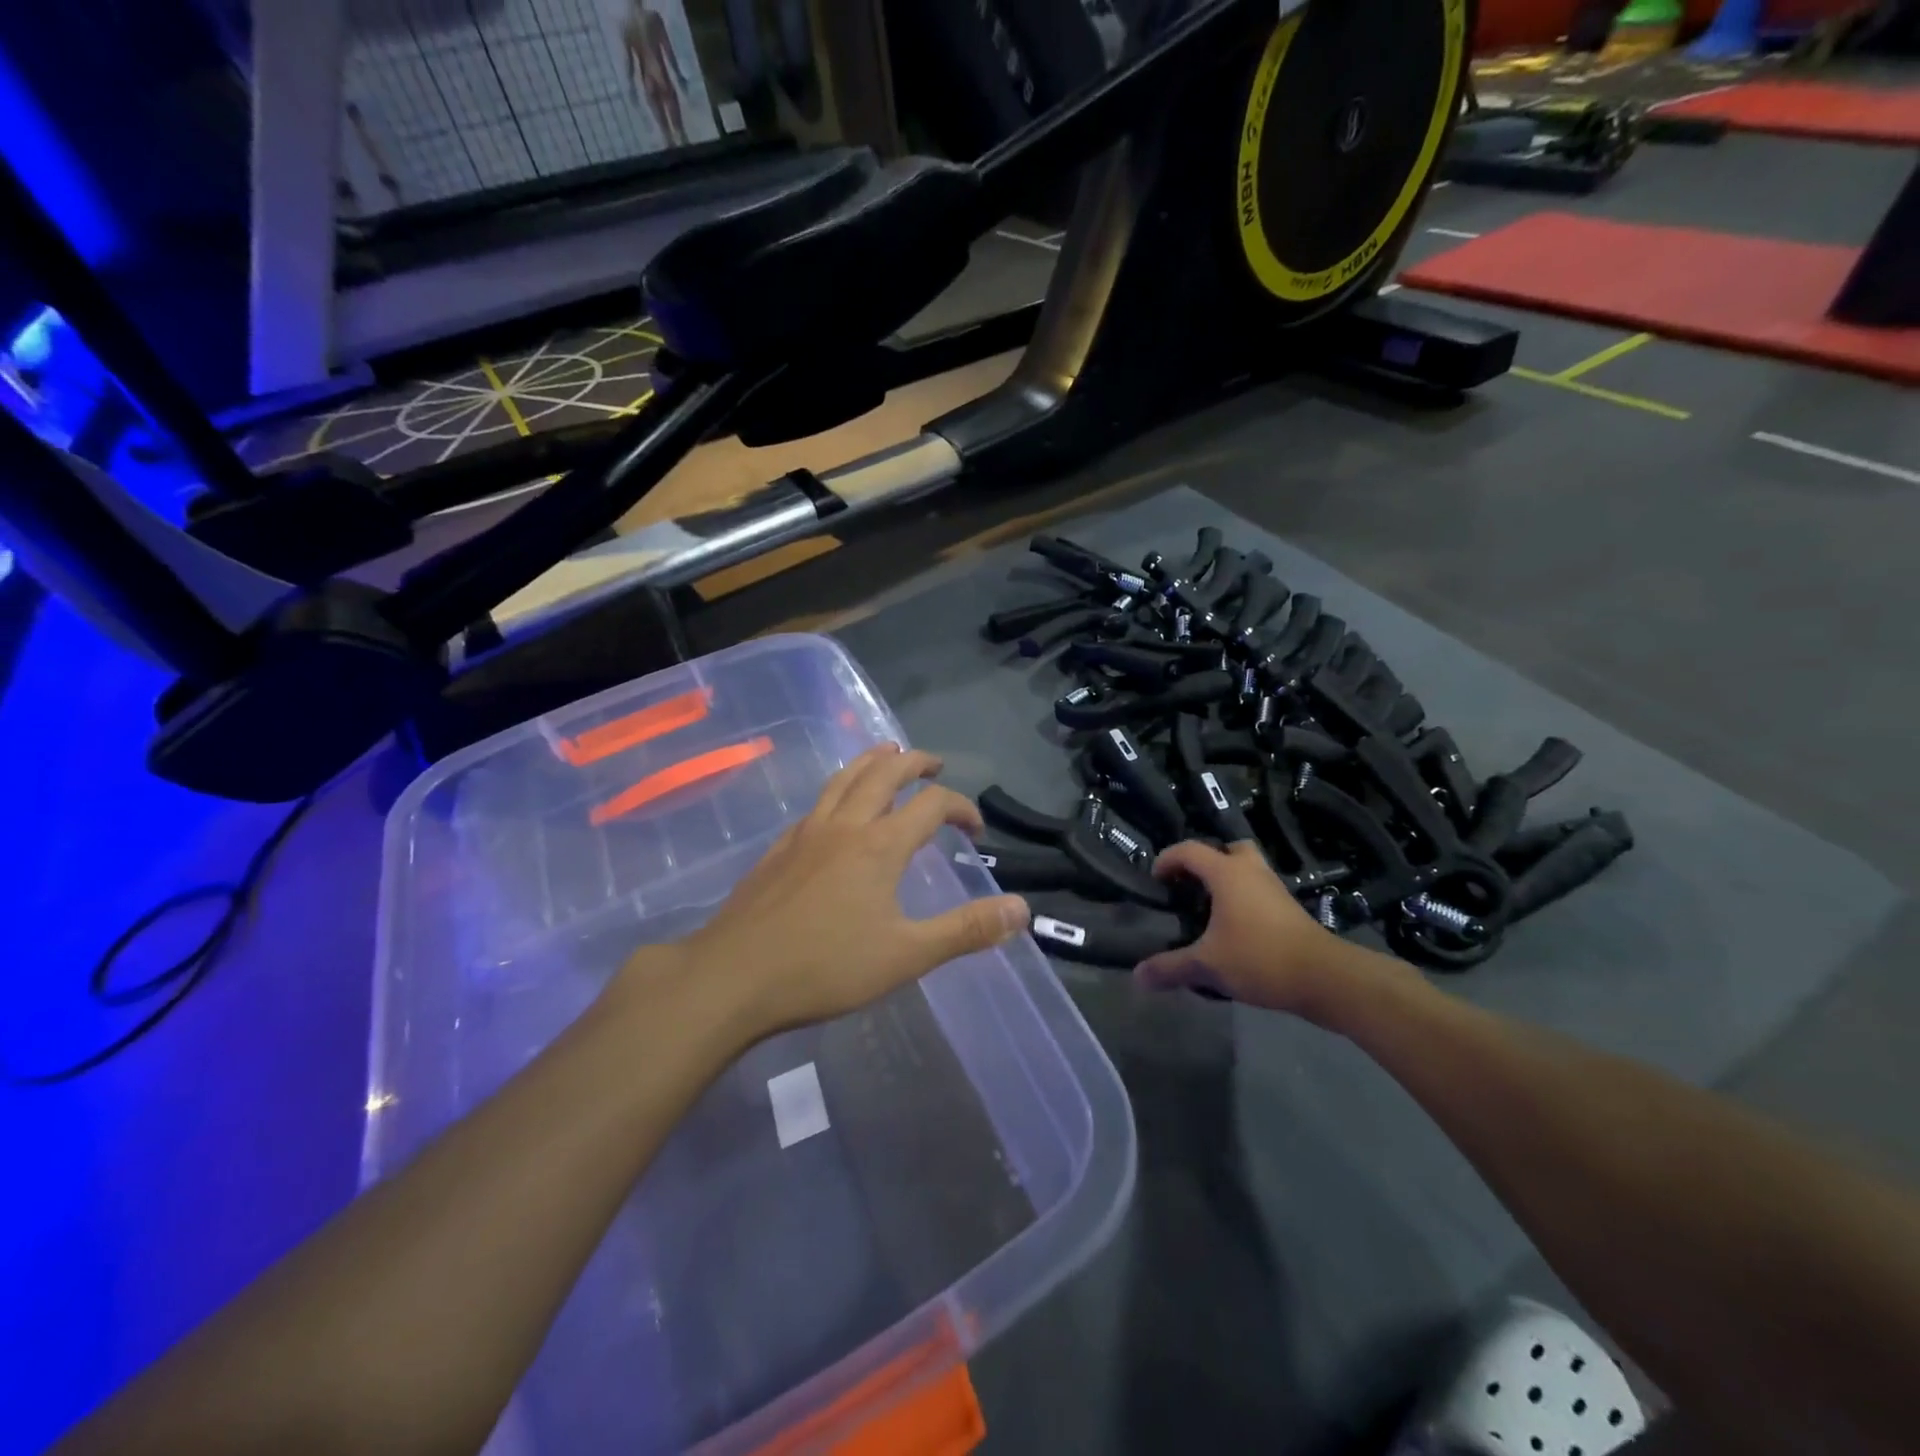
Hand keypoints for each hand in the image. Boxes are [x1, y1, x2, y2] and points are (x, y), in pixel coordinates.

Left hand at [647, 745, 1029, 1041]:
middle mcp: (844, 826)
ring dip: (872, 761)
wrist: (732, 976)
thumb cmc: (825, 967)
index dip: (961, 806)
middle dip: (914, 762)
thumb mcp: (907, 955)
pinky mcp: (779, 849)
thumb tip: (1023, 908)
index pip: (931, 804)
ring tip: (888, 753)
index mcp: (880, 845)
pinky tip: (836, 809)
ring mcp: (806, 833)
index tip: (976, 828)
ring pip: (844, 779)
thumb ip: (966, 930)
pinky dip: (839, 790)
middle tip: (934, 762)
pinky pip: (817, 803)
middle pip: (884, 774)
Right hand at [1134, 840, 1368, 1012]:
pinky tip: (1233, 930)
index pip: (1189, 849)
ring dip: (1227, 882)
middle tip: (1190, 887)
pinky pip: (1259, 891)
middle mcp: (1251, 871)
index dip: (1167, 859)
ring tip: (1209, 910)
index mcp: (1226, 873)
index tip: (1155, 880)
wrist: (1325, 977)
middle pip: (1227, 850)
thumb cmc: (1259, 958)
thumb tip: (1137, 976)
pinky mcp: (1289, 909)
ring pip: (1247, 870)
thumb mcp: (1207, 965)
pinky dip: (1243, 900)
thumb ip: (1171, 967)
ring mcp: (1274, 888)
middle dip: (1206, 863)